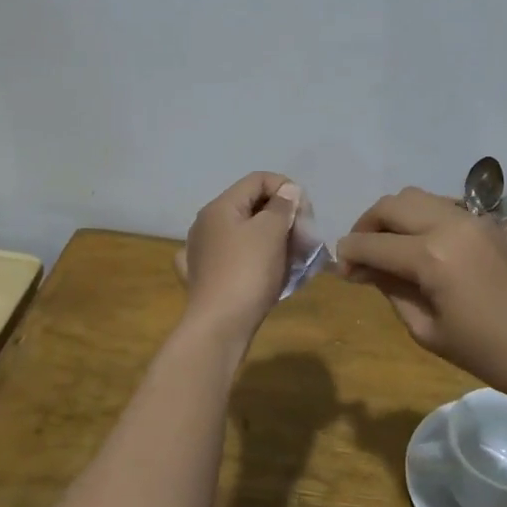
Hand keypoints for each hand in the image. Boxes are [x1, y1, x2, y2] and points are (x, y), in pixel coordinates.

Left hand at [174, 172, 301, 341]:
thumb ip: (282, 206)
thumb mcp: (271, 231)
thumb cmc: (248, 272)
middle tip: (302, 237)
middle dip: (281, 216)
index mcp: (220, 207)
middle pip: (250, 206)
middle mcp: (206, 223)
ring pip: (242, 233)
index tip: (305, 213)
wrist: (219, 326)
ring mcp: (201, 252)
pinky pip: (232, 258)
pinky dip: (250, 259)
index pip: (258, 179)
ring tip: (289, 257)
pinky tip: (259, 271)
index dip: (286, 188)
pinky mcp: (203, 277)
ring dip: (269, 239)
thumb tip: (287, 191)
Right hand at [334, 187, 506, 401]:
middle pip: (390, 205)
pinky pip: (441, 205)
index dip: (348, 255)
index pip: (372, 244)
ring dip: (392, 216)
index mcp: (431, 256)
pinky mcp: (487, 223)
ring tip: (387, 249)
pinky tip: (420, 247)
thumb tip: (366, 270)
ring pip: (415, 197)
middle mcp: (448, 224)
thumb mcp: (429, 331)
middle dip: (366, 226)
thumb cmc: (489, 353)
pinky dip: (419, 217)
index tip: (340, 271)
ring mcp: (471, 219)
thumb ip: (392, 291)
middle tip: (360, 256)